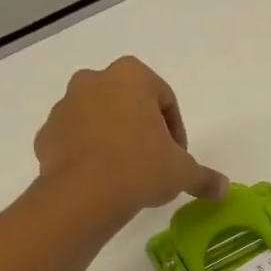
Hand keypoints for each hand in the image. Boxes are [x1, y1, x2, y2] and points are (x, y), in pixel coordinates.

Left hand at [33, 56, 228, 218]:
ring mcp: (64, 106)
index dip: (175, 130)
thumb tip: (224, 188)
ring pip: (97, 120)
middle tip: (153, 162)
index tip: (177, 157)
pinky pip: (73, 142)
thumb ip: (205, 177)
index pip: (163, 98)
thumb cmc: (142, 168)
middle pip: (127, 103)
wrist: (85, 194)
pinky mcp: (46, 135)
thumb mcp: (183, 173)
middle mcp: (94, 80)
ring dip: (112, 140)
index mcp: (131, 76)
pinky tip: (101, 182)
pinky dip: (86, 156)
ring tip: (126, 175)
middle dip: (140, 129)